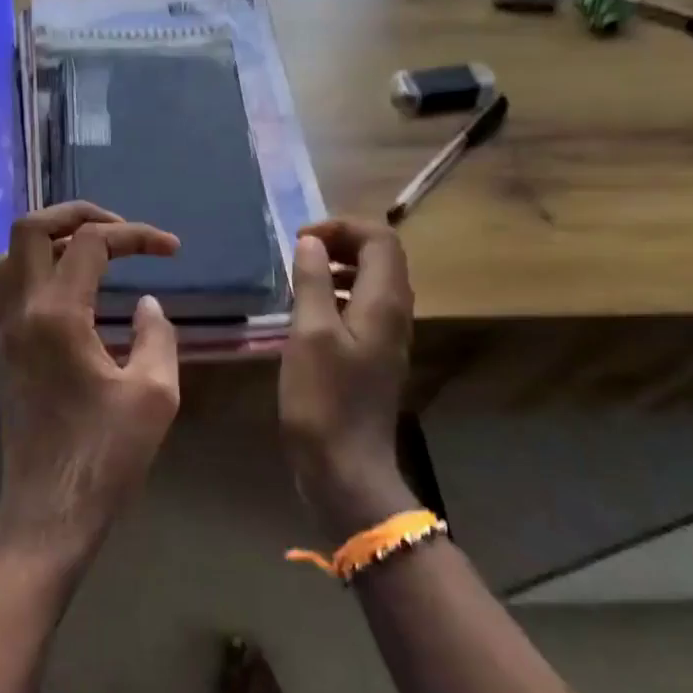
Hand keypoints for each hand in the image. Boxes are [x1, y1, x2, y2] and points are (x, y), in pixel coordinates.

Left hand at [0, 202, 181, 573]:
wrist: (49, 511)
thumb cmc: (106, 457)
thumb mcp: (155, 394)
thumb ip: (157, 336)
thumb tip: (147, 304)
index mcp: (57, 315)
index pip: (91, 243)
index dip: (135, 235)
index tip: (171, 250)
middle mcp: (20, 311)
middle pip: (30, 228)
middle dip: (76, 214)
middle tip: (118, 229)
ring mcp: (3, 331)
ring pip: (7, 255)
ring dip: (47, 241)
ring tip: (89, 254)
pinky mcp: (1, 352)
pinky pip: (5, 287)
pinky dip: (33, 270)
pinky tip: (70, 294)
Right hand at [279, 218, 419, 536]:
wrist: (344, 466)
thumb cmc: (323, 398)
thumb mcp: (309, 334)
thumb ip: (311, 282)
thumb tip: (311, 242)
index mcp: (384, 302)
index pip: (380, 238)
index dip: (342, 227)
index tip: (300, 239)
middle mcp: (394, 313)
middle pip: (380, 256)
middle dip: (340, 242)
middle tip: (298, 251)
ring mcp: (386, 336)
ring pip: (370, 281)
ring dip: (337, 267)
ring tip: (297, 276)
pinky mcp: (372, 355)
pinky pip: (361, 307)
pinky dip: (335, 294)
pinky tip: (305, 311)